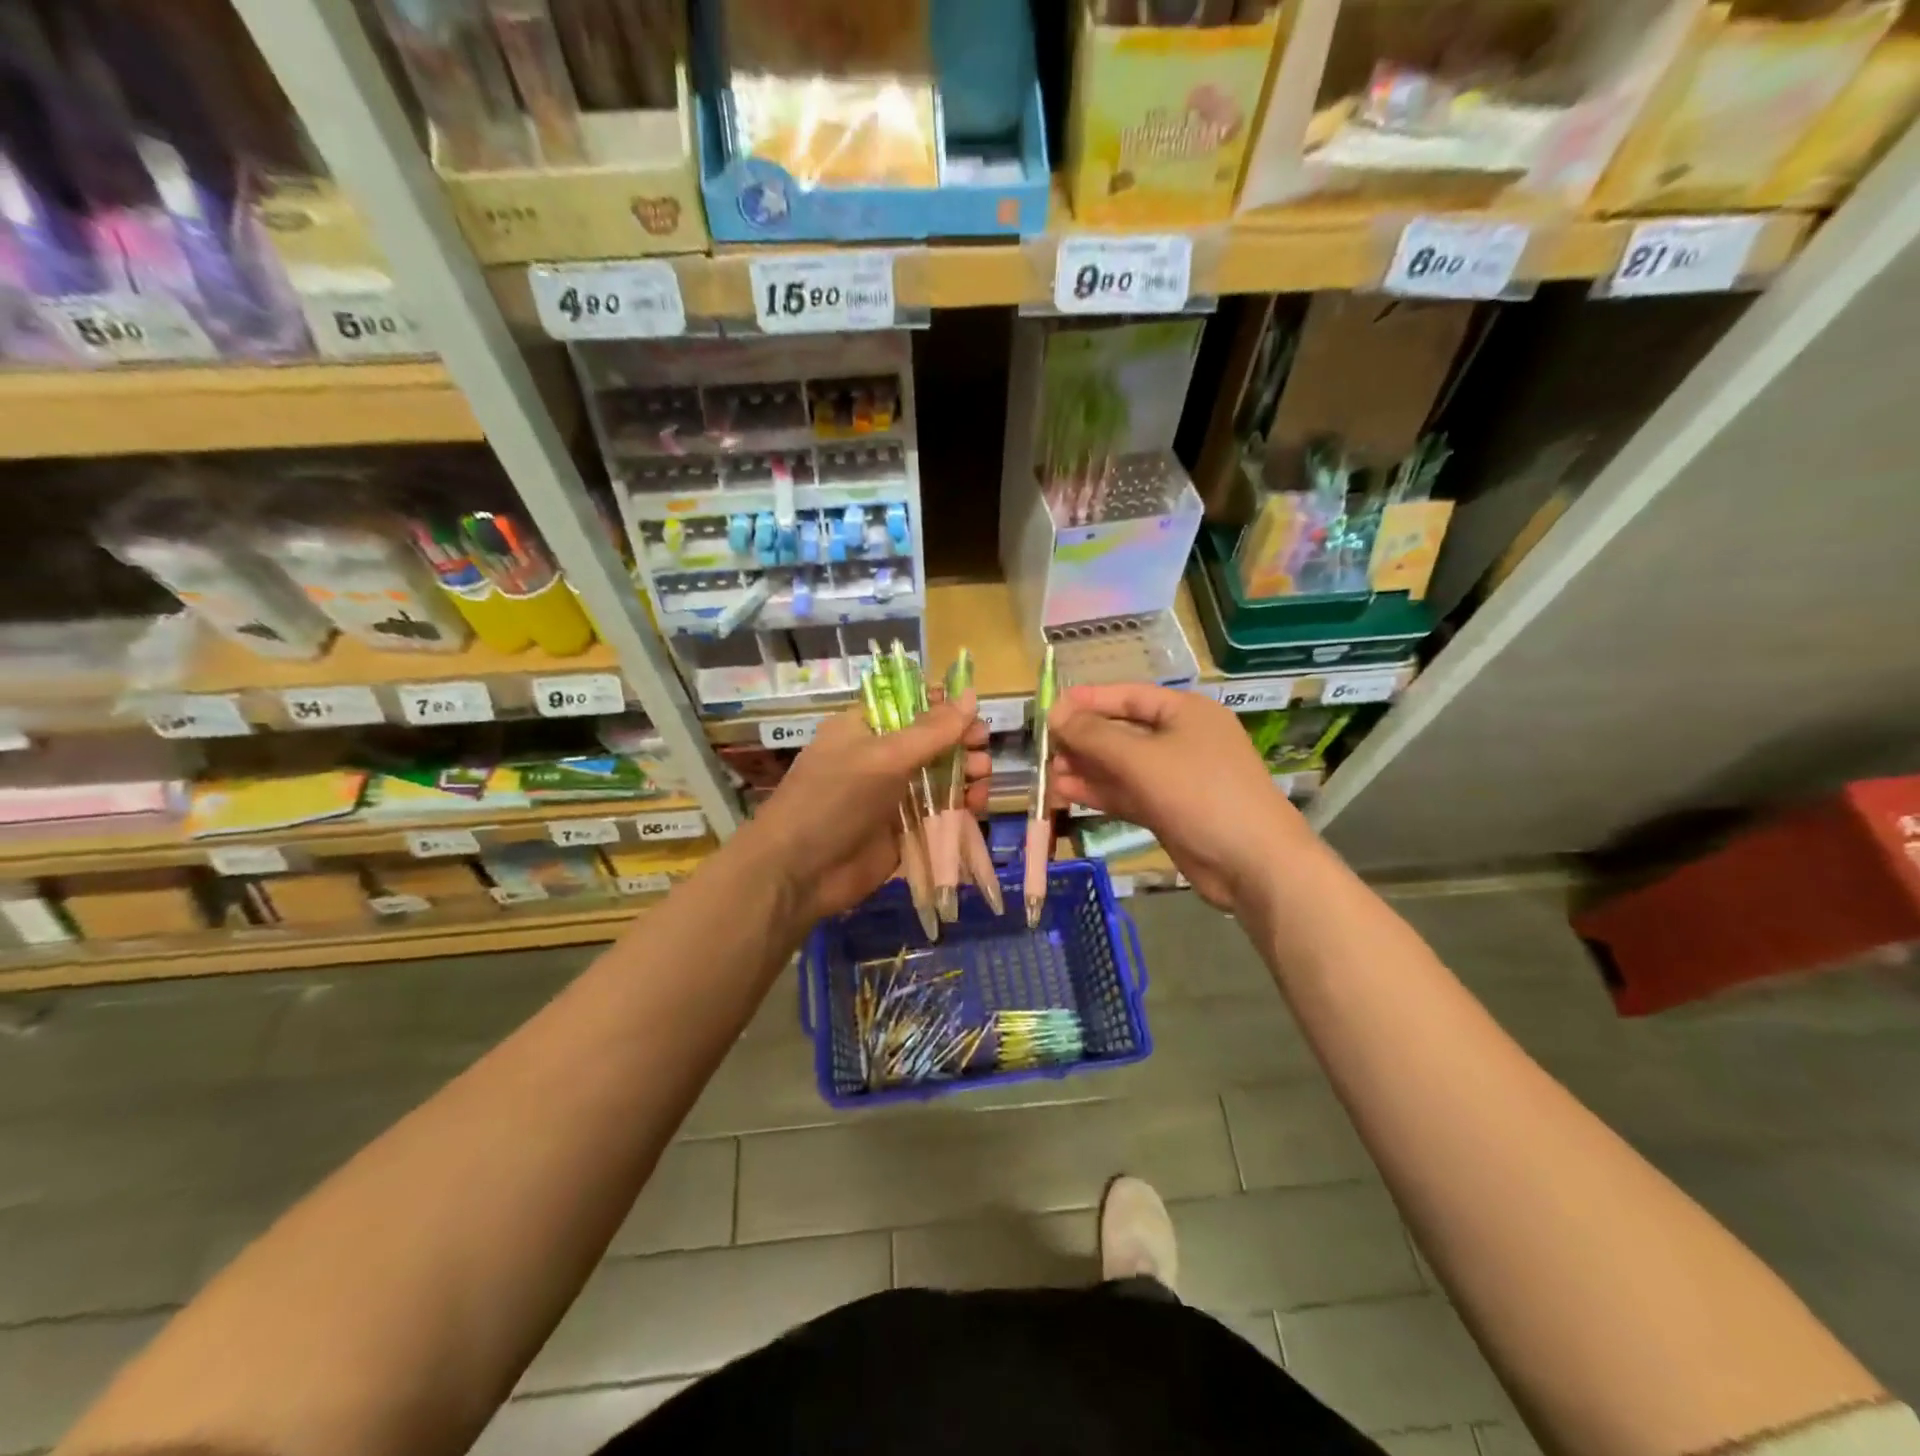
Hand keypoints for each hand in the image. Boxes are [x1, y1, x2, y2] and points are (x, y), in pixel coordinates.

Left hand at [742, 692, 989, 925]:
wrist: (799, 872)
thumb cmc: (835, 799)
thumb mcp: (884, 757)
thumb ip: (932, 730)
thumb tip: (970, 695)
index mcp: (865, 728)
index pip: (911, 705)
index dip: (944, 706)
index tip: (973, 714)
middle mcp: (880, 757)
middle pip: (932, 742)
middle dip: (962, 743)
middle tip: (982, 751)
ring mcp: (892, 795)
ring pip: (940, 777)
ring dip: (966, 775)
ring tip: (981, 780)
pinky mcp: (903, 829)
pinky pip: (939, 811)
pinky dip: (960, 807)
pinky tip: (976, 807)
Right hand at [1048, 683, 1310, 911]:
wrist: (1254, 863)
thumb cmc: (1200, 794)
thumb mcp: (1141, 759)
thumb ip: (1095, 735)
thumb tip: (1056, 713)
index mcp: (1184, 712)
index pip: (1126, 696)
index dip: (1087, 701)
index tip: (1049, 709)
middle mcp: (1181, 738)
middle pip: (1122, 731)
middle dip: (1083, 740)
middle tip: (1045, 750)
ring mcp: (1176, 777)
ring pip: (1122, 766)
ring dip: (1087, 769)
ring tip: (1049, 775)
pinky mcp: (1170, 810)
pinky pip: (1128, 793)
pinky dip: (1100, 792)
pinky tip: (1067, 793)